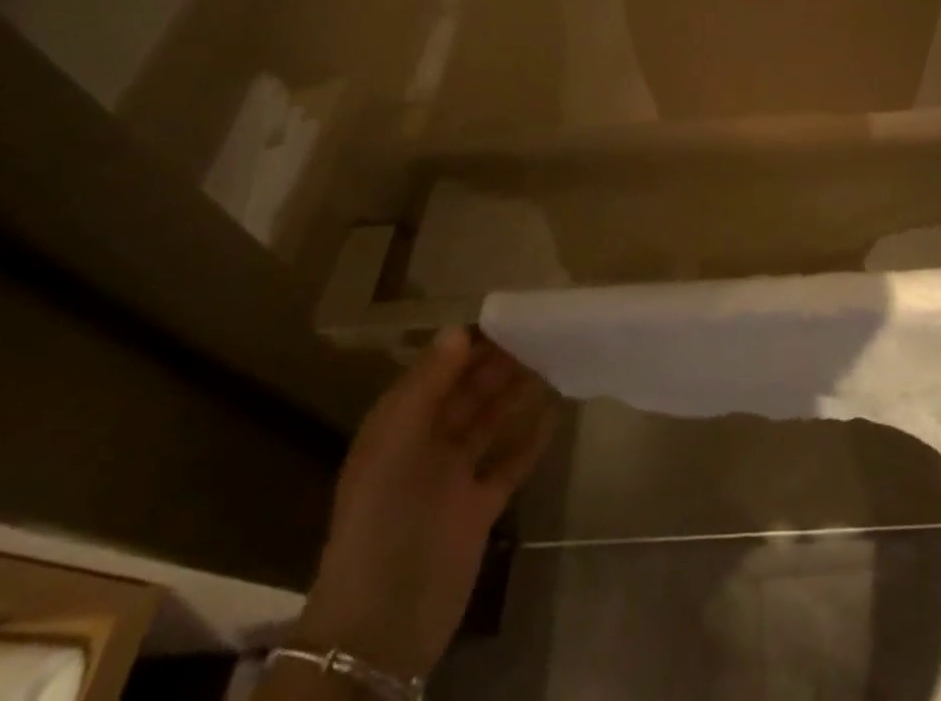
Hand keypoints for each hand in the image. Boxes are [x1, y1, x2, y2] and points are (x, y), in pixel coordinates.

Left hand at [295, 330, 557, 678]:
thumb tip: (460, 329)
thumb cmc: (385, 520)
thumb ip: (428, 386)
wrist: (384, 625)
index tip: (507, 315)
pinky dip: (530, 440)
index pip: (435, 372)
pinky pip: (508, 463)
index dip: (466, 345)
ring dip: (516, 394)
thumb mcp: (398, 445)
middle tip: (540, 331)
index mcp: (398, 429)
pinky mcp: (479, 508)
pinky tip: (556, 414)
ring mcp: (453, 479)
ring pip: (489, 423)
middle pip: (466, 394)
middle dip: (497, 364)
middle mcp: (425, 447)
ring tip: (553, 360)